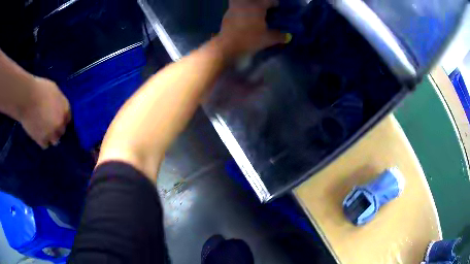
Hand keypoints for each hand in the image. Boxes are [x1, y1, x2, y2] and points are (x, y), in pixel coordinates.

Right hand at [19, 77, 70, 148]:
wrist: (27, 98)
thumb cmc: (39, 89)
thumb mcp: (53, 90)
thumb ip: (58, 101)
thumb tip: (57, 106)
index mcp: (65, 108)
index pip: (68, 118)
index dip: (62, 119)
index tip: (57, 119)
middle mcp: (60, 122)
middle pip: (62, 130)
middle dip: (57, 129)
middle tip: (49, 126)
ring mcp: (52, 132)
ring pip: (55, 140)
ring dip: (51, 137)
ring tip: (44, 132)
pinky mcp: (42, 140)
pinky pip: (45, 145)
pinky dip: (43, 141)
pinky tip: (39, 135)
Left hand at [216, 0, 286, 58]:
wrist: (228, 45)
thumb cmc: (250, 39)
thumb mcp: (268, 39)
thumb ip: (279, 36)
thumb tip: (287, 36)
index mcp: (257, 7)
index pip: (269, 1)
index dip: (274, 3)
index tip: (277, 7)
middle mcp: (245, 4)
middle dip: (259, 1)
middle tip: (263, 7)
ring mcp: (234, 8)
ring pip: (241, 1)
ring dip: (247, 4)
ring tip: (252, 11)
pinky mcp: (227, 15)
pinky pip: (235, 7)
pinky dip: (240, 9)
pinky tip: (243, 17)